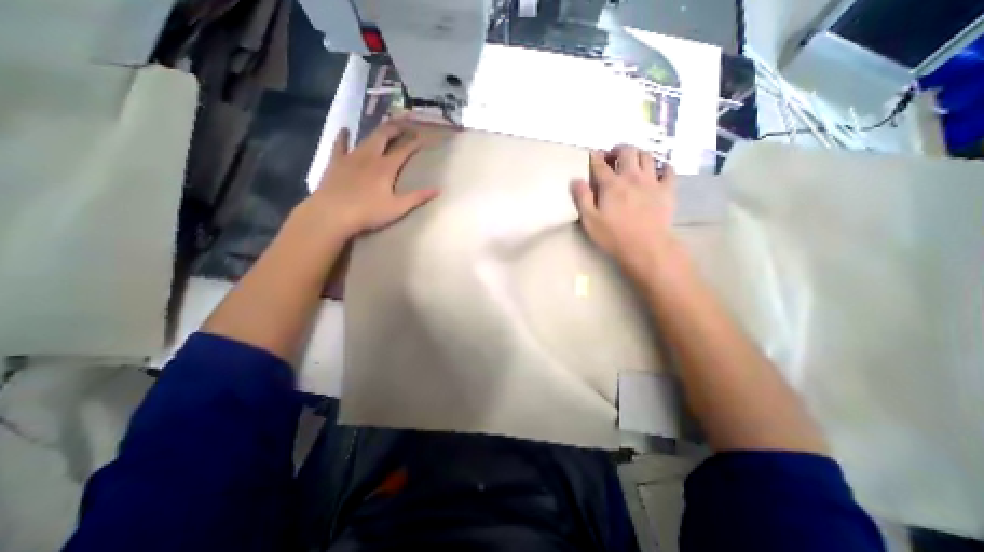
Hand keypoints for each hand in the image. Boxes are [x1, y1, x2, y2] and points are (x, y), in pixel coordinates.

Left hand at [311, 121, 440, 237]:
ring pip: (366, 138)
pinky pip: (340, 145)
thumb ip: (417, 197)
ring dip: (377, 131)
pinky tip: (345, 130)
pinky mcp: (336, 162)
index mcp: (386, 167)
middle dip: (397, 128)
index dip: (415, 143)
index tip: (424, 138)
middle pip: (384, 135)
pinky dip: (343, 136)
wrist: (332, 214)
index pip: (404, 150)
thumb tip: (438, 190)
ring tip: (385, 127)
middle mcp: (370, 156)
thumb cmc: (368, 212)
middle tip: (406, 124)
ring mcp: (351, 157)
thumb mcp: (397, 208)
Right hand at [570, 145, 676, 278]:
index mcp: (611, 185)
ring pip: (647, 156)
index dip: (595, 157)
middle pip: (627, 151)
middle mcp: (632, 177)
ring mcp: (652, 181)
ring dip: (638, 154)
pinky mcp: (667, 190)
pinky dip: (663, 166)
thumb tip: (575, 180)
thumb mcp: (590, 220)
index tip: (592, 154)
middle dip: (618, 149)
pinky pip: (669, 170)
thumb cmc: (613, 236)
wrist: (646, 247)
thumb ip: (582, 198)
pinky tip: (658, 170)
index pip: (600, 164)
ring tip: (633, 161)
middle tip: (613, 156)